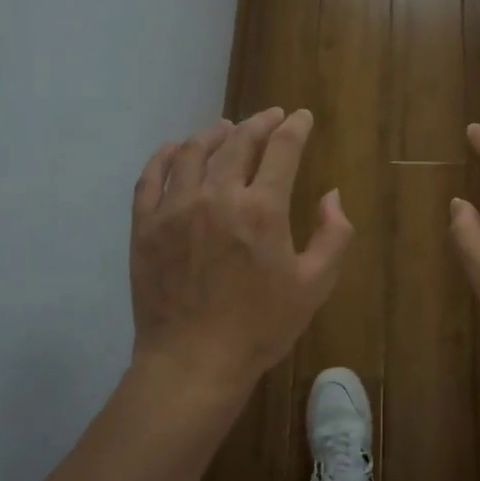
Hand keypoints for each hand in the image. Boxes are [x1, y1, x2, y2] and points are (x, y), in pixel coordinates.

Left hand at [130, 107, 352, 396]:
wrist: (193, 362)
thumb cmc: (260, 327)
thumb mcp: (315, 285)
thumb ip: (334, 235)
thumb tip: (332, 195)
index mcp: (262, 209)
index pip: (282, 149)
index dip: (295, 127)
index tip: (301, 117)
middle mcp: (217, 196)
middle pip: (238, 141)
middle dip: (259, 123)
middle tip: (270, 117)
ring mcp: (175, 208)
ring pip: (192, 151)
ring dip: (213, 133)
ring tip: (225, 128)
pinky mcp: (145, 225)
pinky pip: (151, 177)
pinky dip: (164, 156)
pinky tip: (174, 149)